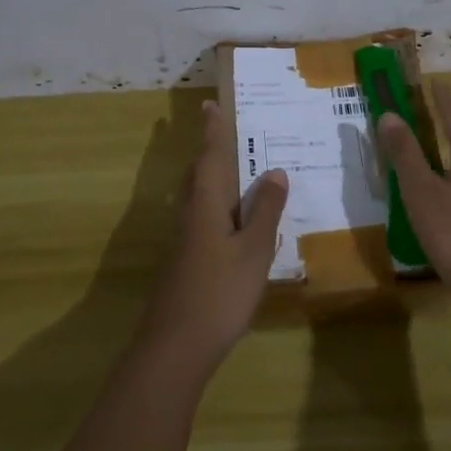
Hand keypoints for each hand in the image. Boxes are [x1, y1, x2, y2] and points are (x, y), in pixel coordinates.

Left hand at [138, 100, 287, 374]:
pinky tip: (232, 221)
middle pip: (199, 174)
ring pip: (198, 197)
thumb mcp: (254, 250)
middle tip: (225, 132)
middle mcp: (190, 214)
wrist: (175, 346)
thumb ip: (266, 211)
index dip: (213, 131)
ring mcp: (184, 240)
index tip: (209, 104)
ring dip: (213, 178)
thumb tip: (275, 171)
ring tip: (235, 170)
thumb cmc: (220, 292)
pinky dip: (218, 206)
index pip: (211, 156)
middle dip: (210, 151)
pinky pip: (202, 218)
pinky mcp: (185, 261)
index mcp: (206, 204)